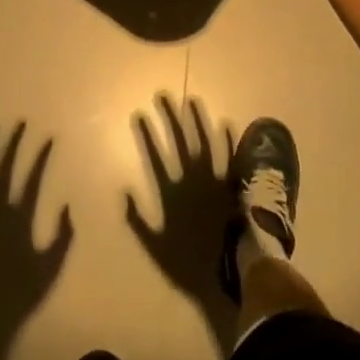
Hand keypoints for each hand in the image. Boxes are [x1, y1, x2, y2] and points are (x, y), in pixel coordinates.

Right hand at [125, 94, 239, 356]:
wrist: (234, 264)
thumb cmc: (193, 260)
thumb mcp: (156, 246)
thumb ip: (138, 220)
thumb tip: (124, 193)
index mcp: (172, 191)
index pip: (155, 156)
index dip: (147, 134)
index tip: (140, 113)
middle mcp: (192, 178)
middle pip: (178, 141)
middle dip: (169, 117)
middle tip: (163, 95)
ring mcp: (216, 178)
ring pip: (205, 142)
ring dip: (198, 120)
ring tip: (193, 100)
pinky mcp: (235, 183)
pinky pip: (232, 157)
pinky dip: (229, 140)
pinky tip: (227, 124)